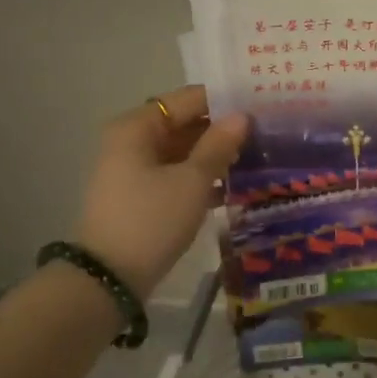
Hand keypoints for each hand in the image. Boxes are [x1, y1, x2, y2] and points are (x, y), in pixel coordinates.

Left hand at [70, 85, 246, 298]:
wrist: (110, 278)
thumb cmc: (152, 219)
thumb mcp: (192, 180)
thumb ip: (219, 145)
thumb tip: (242, 116)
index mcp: (138, 127)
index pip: (188, 99)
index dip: (224, 100)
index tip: (261, 105)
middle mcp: (132, 141)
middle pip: (185, 124)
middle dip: (222, 129)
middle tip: (266, 133)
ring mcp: (134, 169)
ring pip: (183, 151)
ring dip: (216, 155)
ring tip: (259, 157)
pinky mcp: (141, 195)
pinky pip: (177, 174)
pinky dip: (202, 177)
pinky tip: (236, 186)